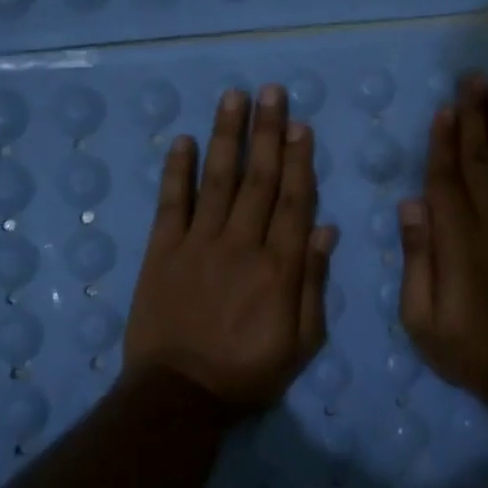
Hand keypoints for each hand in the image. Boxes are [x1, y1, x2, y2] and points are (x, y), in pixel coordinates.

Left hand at [124, 84, 337, 418]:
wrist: (178, 396)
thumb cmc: (248, 372)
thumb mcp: (301, 343)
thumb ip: (313, 284)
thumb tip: (325, 230)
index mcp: (279, 267)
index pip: (293, 201)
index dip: (298, 160)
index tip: (301, 125)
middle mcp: (241, 244)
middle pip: (259, 179)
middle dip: (267, 132)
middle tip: (272, 91)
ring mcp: (198, 244)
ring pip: (218, 180)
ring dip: (227, 136)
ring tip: (233, 97)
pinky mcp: (162, 252)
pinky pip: (171, 203)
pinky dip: (177, 170)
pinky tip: (183, 140)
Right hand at [398, 73, 487, 399]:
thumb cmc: (467, 347)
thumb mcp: (421, 317)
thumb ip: (417, 258)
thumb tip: (410, 205)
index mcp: (458, 240)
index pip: (446, 178)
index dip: (443, 141)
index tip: (443, 108)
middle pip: (481, 157)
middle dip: (474, 115)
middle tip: (471, 79)